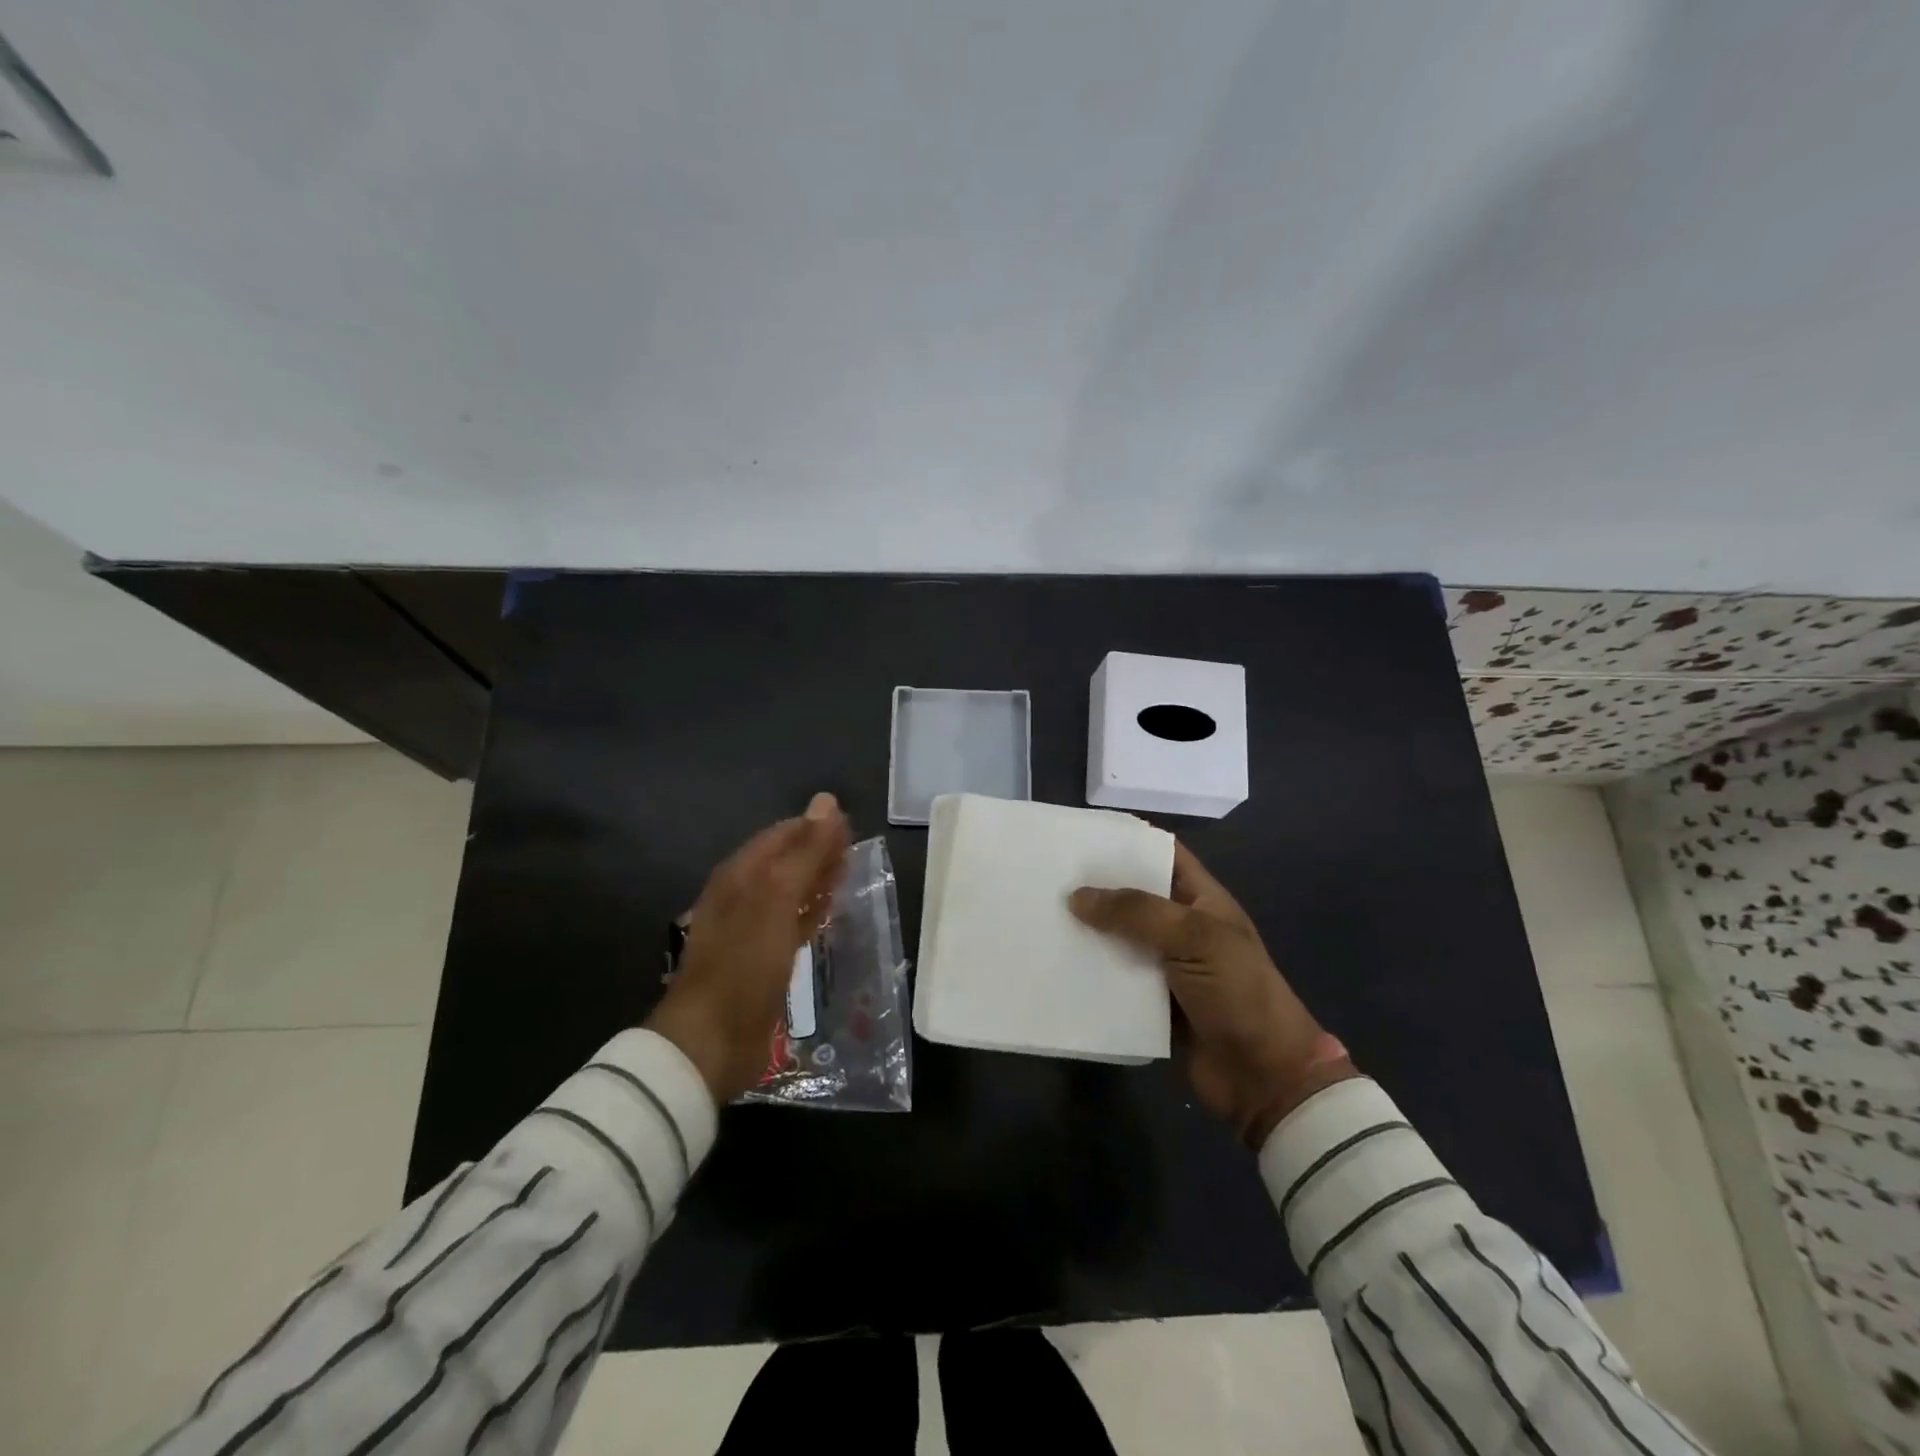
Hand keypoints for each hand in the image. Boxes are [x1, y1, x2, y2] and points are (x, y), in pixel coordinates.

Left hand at [646, 793, 849, 1102]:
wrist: (711, 1040)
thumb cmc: (744, 963)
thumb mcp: (778, 899)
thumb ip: (806, 852)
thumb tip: (827, 800)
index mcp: (739, 874)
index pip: (781, 835)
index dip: (815, 826)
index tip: (851, 826)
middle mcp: (742, 896)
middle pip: (785, 862)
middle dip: (818, 852)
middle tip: (857, 850)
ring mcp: (750, 930)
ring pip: (790, 893)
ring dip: (817, 882)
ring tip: (850, 875)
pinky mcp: (762, 961)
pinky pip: (791, 925)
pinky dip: (811, 914)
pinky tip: (829, 915)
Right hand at [1069, 843, 1356, 1149]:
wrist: (1263, 1076)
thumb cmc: (1238, 992)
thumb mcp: (1194, 938)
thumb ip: (1136, 912)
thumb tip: (1076, 897)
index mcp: (1202, 900)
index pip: (1163, 855)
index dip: (1128, 841)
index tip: (1081, 835)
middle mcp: (1182, 927)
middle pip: (1134, 896)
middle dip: (1096, 887)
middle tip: (1047, 875)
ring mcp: (1167, 966)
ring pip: (1119, 938)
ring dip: (1088, 931)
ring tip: (1040, 915)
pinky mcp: (1151, 1002)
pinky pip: (1115, 979)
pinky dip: (1090, 972)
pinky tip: (1055, 962)